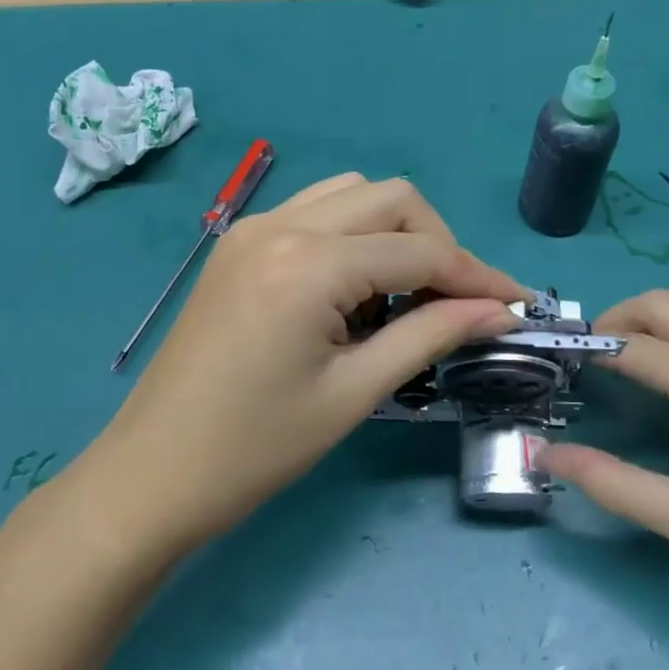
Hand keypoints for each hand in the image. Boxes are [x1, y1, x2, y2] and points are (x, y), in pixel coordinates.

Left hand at [92, 174, 526, 552]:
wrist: (152, 474)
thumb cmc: (256, 448)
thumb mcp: (354, 393)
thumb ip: (432, 336)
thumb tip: (499, 311)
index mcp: (308, 264)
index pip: (419, 250)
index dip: (477, 276)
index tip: (516, 305)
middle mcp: (281, 225)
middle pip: (391, 199)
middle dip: (438, 243)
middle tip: (459, 302)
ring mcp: (253, 227)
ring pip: (353, 195)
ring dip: (395, 232)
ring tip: (405, 295)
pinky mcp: (240, 243)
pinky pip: (316, 213)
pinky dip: (353, 235)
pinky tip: (355, 288)